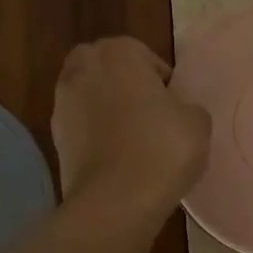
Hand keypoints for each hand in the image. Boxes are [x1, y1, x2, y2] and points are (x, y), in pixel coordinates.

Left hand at [52, 37, 210, 214]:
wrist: (115, 200)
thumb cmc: (161, 149)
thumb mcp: (198, 122)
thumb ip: (187, 106)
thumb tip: (176, 111)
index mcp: (118, 52)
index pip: (147, 58)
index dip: (164, 83)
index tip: (175, 109)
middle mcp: (83, 68)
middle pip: (112, 72)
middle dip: (128, 88)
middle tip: (153, 118)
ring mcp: (62, 103)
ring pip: (93, 99)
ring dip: (110, 112)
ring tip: (135, 143)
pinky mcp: (54, 137)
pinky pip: (83, 128)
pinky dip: (97, 137)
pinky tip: (118, 160)